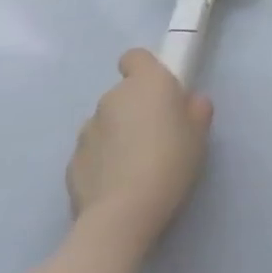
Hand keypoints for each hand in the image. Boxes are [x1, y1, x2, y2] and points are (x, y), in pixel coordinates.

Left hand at [65, 49, 212, 253]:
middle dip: (135, 109)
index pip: (135, 57)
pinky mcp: (71, 163)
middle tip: (156, 135)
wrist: (122, 215)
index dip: (145, 69)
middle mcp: (112, 98)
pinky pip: (92, 153)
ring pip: (105, 124)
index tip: (159, 92)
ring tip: (134, 165)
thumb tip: (188, 104)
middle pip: (122, 94)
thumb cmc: (170, 161)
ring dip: (117, 135)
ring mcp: (87, 131)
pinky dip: (102, 161)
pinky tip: (117, 185)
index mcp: (146, 82)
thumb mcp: (200, 132)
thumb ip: (195, 109)